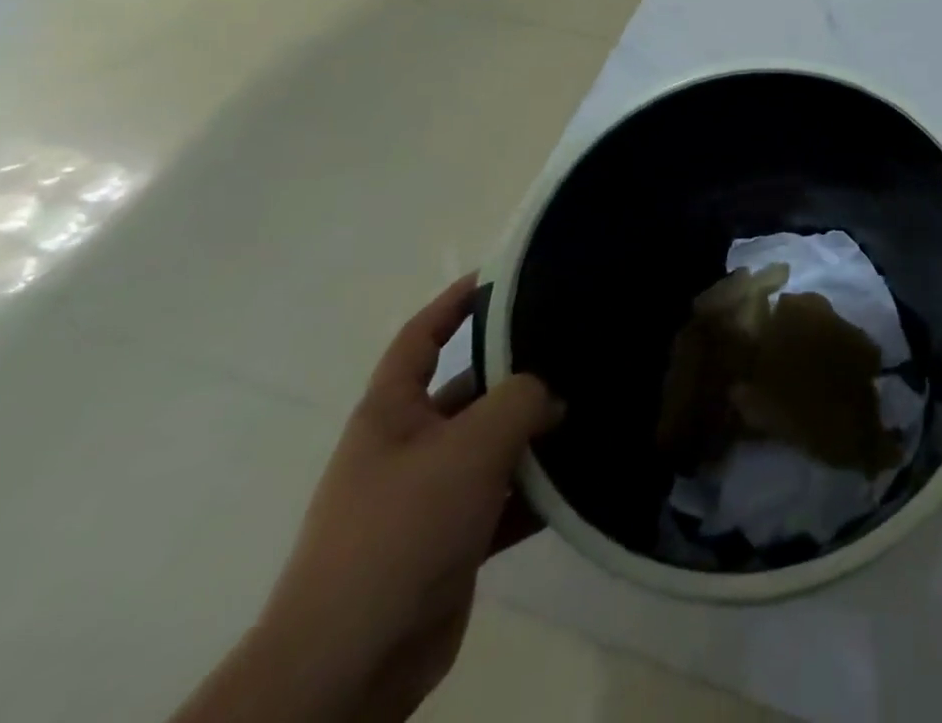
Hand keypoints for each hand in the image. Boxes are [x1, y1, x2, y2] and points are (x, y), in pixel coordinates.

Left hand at [233, 277, 561, 722]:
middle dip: (518, 375)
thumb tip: (552, 395)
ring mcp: (429, 497)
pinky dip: (534, 490)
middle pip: (470, 392)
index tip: (501, 277)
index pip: (422, 338)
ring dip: (534, 436)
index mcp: (391, 413)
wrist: (350, 664)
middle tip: (576, 351)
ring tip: (590, 408)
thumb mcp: (470, 446)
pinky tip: (579, 478)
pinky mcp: (450, 543)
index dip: (455, 302)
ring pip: (492, 447)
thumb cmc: (401, 530)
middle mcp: (408, 447)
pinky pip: (502, 499)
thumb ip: (521, 400)